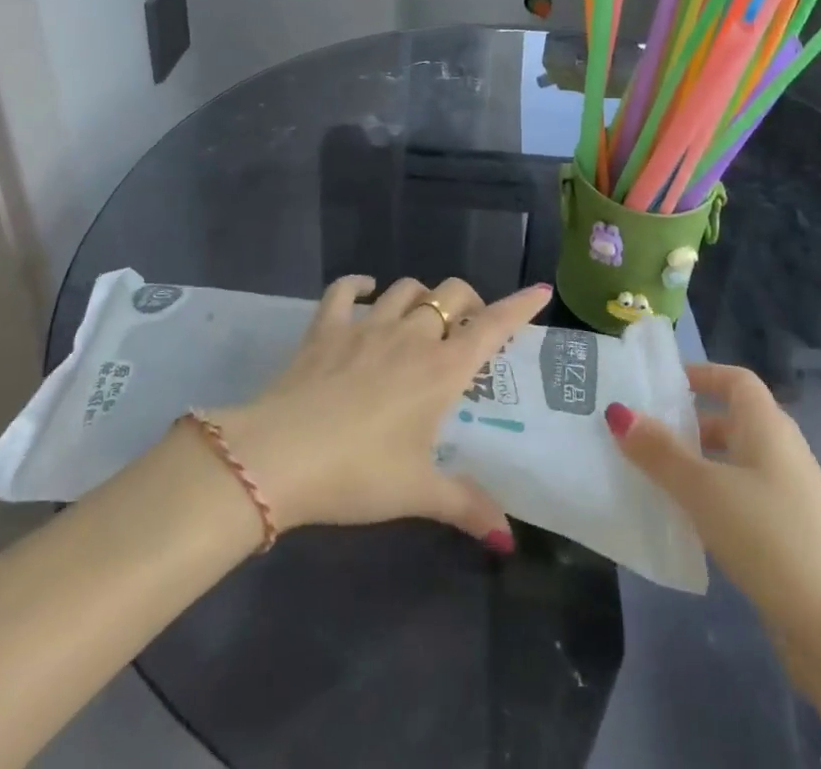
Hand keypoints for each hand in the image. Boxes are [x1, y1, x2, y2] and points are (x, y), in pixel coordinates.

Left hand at [209, 276, 552, 548]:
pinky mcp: (327, 327)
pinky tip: (365, 289)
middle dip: (468, 301)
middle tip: (467, 327)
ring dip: (421, 295)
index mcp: (441, 369)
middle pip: (451, 294)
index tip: (541, 291)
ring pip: (406, 288)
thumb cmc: (359, 473)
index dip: (520, 306)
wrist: (280, 456)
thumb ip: (466, 505)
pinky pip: (345, 289)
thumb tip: (507, 536)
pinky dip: (358, 284)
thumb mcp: (418, 492)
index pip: (492, 326)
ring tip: (422, 316)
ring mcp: (367, 325)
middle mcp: (411, 336)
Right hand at [605, 362, 820, 629]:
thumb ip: (659, 451)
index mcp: (767, 425)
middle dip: (690, 423)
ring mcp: (789, 495)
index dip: (701, 375)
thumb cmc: (768, 535)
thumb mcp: (703, 488)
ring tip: (655, 477)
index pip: (735, 379)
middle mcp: (781, 450)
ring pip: (735, 462)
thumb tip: (618, 411)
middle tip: (645, 433)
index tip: (661, 386)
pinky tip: (688, 522)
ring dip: (698, 464)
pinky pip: (742, 498)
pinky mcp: (790, 535)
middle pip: (732, 420)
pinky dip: (714, 499)